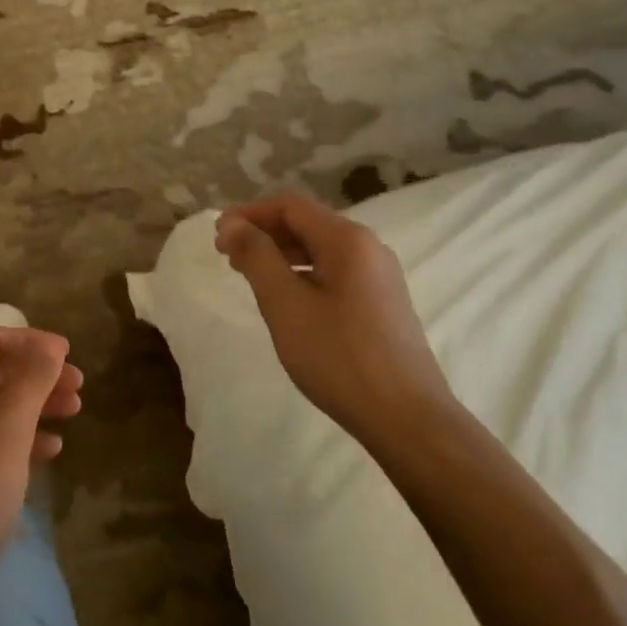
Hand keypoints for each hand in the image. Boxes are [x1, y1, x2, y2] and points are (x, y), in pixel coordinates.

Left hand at [0, 327, 82, 601]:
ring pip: (0, 406)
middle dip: (39, 373)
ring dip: (38, 403)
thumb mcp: (6, 435)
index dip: (30, 340)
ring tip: (75, 411)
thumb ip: (30, 384)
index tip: (68, 354)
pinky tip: (53, 449)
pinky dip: (26, 436)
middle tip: (80, 386)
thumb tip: (50, 346)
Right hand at [215, 191, 453, 442]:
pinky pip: (334, 271)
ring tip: (250, 276)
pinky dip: (303, 273)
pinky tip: (287, 299)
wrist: (408, 420)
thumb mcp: (285, 304)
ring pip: (320, 248)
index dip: (249, 213)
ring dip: (281, 253)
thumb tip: (232, 223)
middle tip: (227, 257)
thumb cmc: (339, 357)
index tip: (218, 237)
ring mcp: (380, 276)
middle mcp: (368, 247)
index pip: (289, 205)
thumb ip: (257, 256)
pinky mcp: (383, 302)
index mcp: (347, 239)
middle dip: (263, 232)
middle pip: (306, 222)